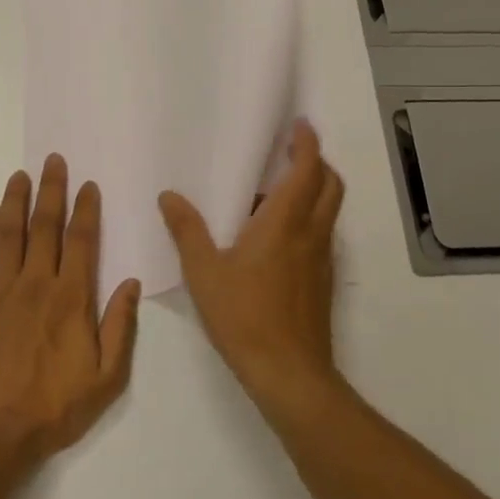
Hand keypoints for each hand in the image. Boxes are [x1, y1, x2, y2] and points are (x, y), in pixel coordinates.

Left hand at [0, 155, 140, 468]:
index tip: (88, 184)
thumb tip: (132, 282)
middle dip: (51, 190)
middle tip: (53, 160)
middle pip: (45, 226)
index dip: (86, 209)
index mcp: (71, 299)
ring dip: (16, 199)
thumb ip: (120, 327)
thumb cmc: (52, 409)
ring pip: (9, 232)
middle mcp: (36, 283)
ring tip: (21, 174)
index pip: (82, 241)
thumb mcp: (105, 378)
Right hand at [159, 120, 344, 417]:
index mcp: (285, 222)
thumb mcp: (204, 272)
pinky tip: (275, 239)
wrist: (289, 373)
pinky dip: (309, 219)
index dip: (308, 143)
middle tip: (290, 153)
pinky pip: (322, 234)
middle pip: (330, 184)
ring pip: (329, 210)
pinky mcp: (323, 280)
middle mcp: (312, 233)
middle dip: (316, 162)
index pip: (308, 169)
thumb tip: (169, 196)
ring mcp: (322, 258)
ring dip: (313, 190)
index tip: (299, 126)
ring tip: (274, 193)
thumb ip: (187, 231)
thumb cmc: (245, 316)